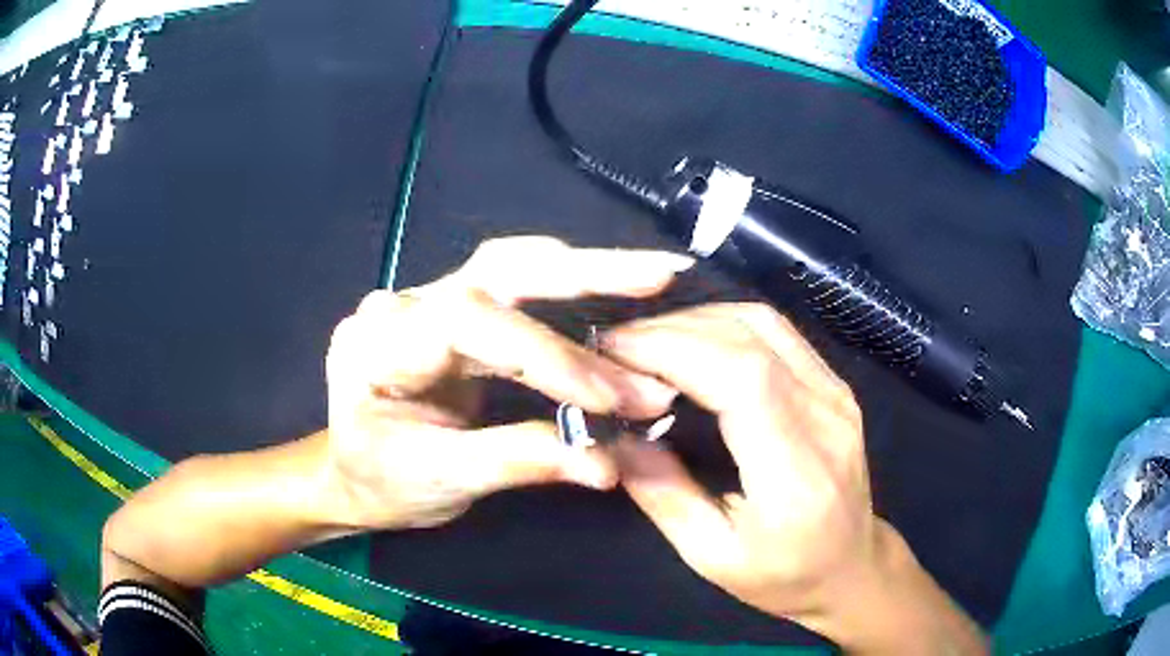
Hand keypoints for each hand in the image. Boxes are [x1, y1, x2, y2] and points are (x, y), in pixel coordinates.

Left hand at [323, 236, 688, 530]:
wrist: (351, 472)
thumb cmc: (381, 480)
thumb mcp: (440, 481)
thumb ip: (517, 462)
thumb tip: (604, 464)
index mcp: (379, 345)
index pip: (471, 323)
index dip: (548, 358)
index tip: (610, 400)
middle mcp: (404, 305)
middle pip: (498, 268)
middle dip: (584, 271)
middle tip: (661, 274)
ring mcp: (430, 300)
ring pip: (513, 267)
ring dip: (588, 272)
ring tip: (654, 276)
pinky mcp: (456, 311)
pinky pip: (517, 291)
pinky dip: (572, 294)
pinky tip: (615, 291)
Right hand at [603, 303, 876, 622]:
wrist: (852, 566)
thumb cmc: (784, 576)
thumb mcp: (712, 557)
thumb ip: (664, 495)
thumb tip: (615, 436)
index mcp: (797, 473)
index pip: (742, 378)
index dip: (674, 349)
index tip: (615, 352)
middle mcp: (826, 418)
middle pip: (748, 339)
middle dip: (672, 331)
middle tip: (615, 347)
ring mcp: (836, 393)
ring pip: (762, 322)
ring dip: (696, 320)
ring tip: (646, 342)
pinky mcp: (835, 383)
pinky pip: (776, 332)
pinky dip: (724, 324)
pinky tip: (692, 341)